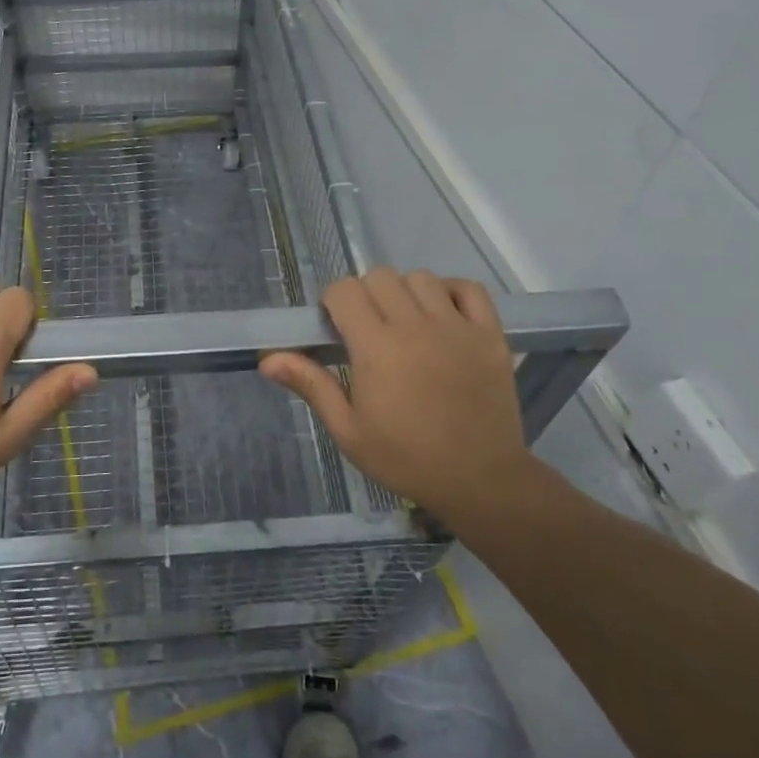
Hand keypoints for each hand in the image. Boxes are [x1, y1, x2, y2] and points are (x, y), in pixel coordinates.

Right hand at [259, 268, 533, 528]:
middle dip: (365, 294)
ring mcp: (457, 327)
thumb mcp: (349, 430)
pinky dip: (451, 291)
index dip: (334, 301)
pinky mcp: (490, 334)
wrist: (479, 480)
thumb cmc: (406, 458)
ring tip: (405, 323)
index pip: (345, 290)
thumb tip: (268, 359)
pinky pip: (468, 288)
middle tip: (367, 327)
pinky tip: (442, 314)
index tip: (336, 326)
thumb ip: (311, 385)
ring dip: (405, 292)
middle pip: (380, 277)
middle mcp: (416, 326)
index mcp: (377, 348)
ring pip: (421, 278)